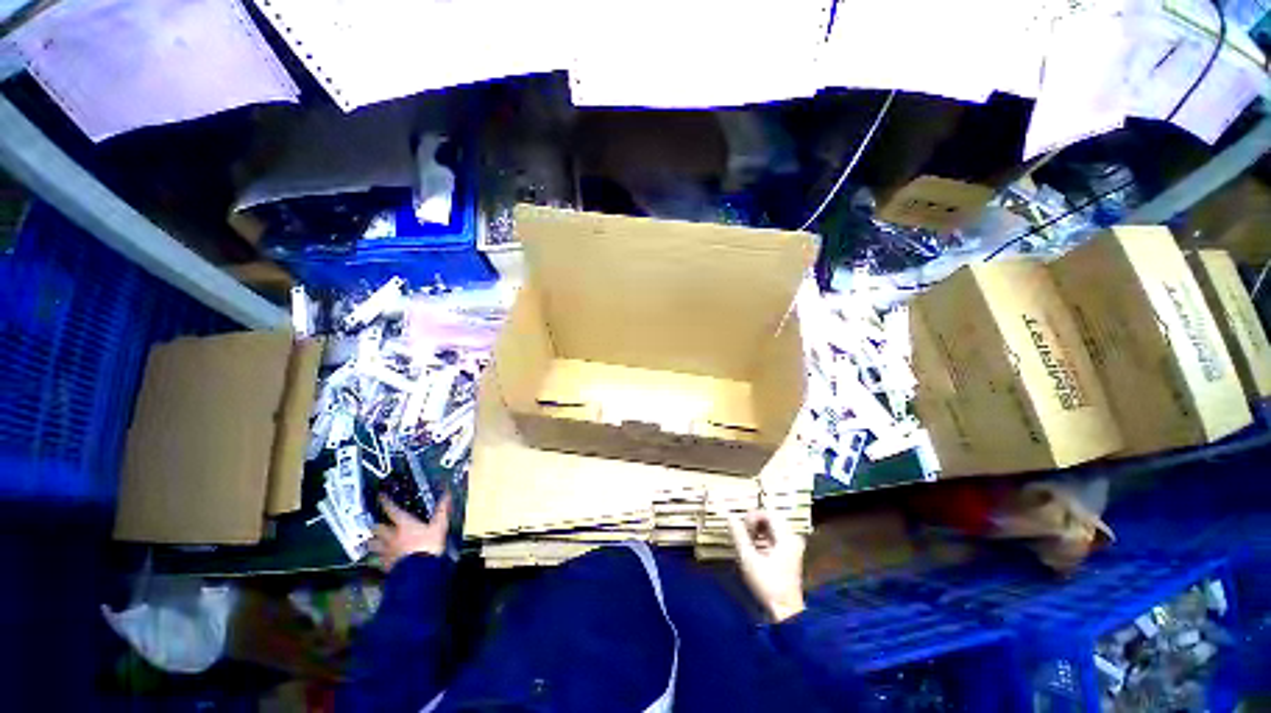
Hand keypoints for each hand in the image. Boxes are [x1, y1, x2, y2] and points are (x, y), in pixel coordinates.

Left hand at [370, 493, 451, 571]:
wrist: (419, 572)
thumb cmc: (429, 546)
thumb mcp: (440, 526)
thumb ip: (442, 510)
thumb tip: (447, 494)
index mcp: (404, 524)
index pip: (391, 510)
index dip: (385, 502)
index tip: (380, 496)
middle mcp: (391, 536)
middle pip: (377, 528)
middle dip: (376, 525)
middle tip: (376, 523)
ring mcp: (387, 550)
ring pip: (373, 544)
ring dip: (373, 541)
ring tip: (372, 540)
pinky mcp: (385, 564)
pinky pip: (378, 557)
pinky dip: (378, 555)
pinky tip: (380, 557)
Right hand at [728, 510, 806, 621]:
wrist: (786, 612)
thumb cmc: (768, 586)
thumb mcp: (748, 560)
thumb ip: (739, 536)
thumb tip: (730, 517)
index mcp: (786, 537)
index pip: (768, 513)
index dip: (752, 516)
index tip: (742, 527)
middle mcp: (792, 538)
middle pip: (772, 518)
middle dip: (755, 522)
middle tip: (744, 533)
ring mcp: (793, 546)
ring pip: (774, 527)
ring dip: (759, 529)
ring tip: (748, 541)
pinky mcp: (791, 554)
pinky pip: (776, 536)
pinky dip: (764, 537)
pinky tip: (756, 548)